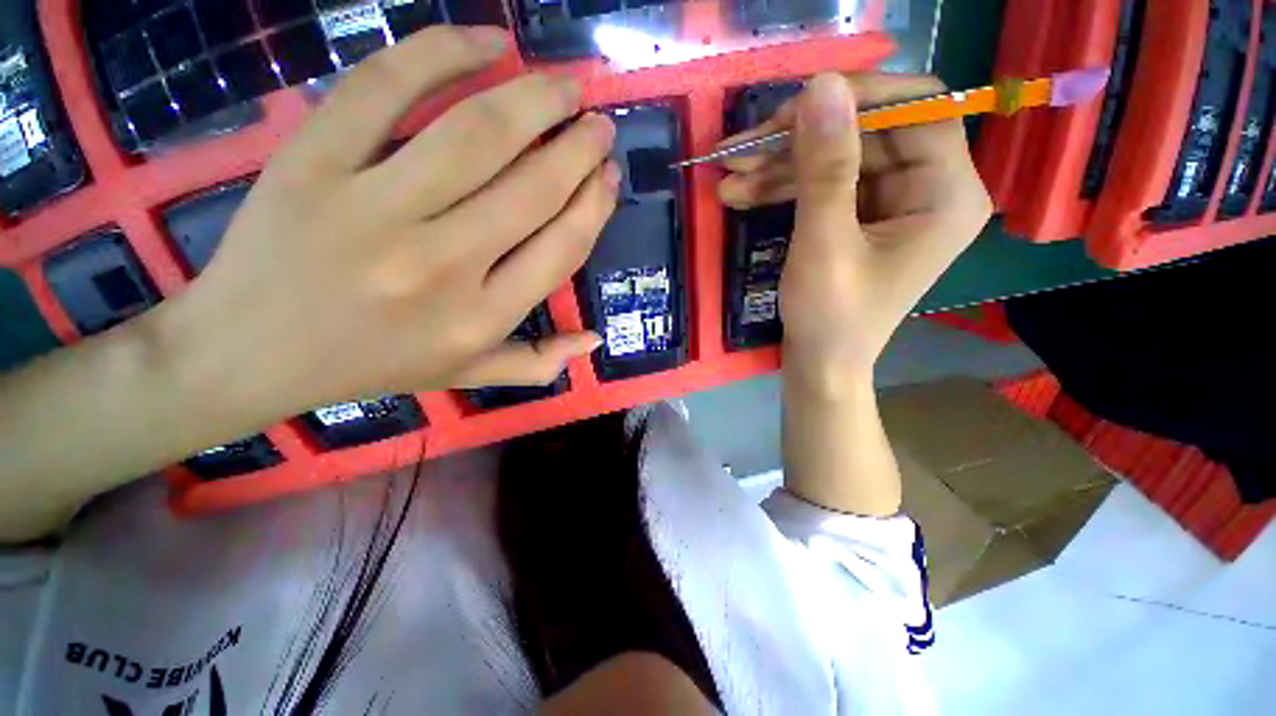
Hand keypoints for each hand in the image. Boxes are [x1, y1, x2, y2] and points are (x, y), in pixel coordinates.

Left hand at [165, 27, 618, 419]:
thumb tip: (595, 340)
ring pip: (477, 134)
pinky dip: (442, 51)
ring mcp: (372, 208)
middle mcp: (441, 265)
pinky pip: (384, 88)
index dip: (594, 204)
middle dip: (579, 147)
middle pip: (533, 188)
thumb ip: (538, 362)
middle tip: (599, 122)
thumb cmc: (370, 365)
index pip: (562, 248)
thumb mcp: (466, 374)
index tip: (608, 174)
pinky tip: (487, 41)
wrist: (248, 354)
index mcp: (481, 318)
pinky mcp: (311, 161)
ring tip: (565, 83)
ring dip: (535, 98)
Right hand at [719, 74, 992, 390]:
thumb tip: (821, 85)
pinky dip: (780, 187)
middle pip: (865, 132)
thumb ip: (825, 168)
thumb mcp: (824, 245)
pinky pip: (821, 184)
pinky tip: (739, 193)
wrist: (819, 364)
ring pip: (834, 157)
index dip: (857, 98)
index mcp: (946, 193)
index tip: (793, 110)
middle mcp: (928, 187)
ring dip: (777, 165)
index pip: (918, 108)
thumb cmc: (830, 318)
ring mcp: (890, 201)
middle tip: (739, 150)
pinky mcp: (859, 215)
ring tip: (725, 176)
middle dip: (796, 140)